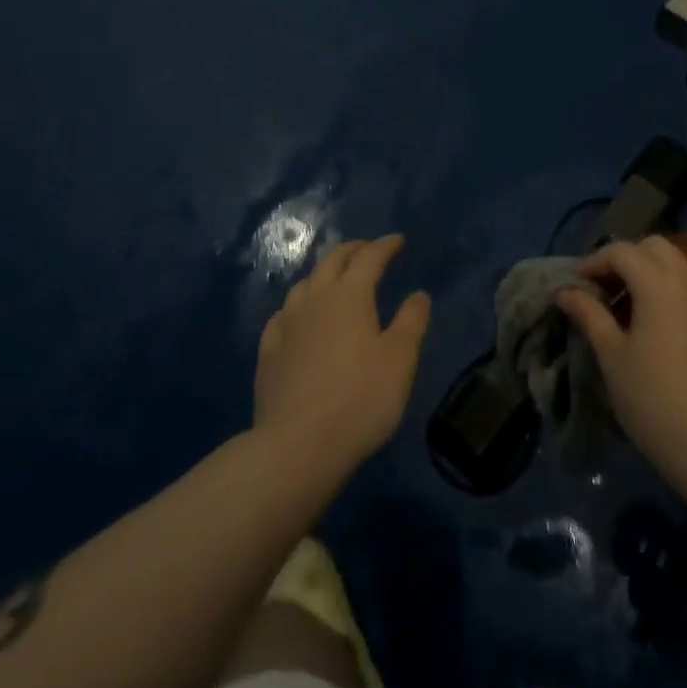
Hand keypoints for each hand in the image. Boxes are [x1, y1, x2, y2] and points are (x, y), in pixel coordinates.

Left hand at [254, 236, 431, 477]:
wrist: (296, 447)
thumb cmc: (359, 399)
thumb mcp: (400, 360)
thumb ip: (411, 321)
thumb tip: (418, 294)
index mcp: (349, 296)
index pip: (369, 258)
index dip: (385, 246)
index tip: (398, 240)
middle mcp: (314, 300)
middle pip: (332, 262)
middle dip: (352, 250)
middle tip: (367, 249)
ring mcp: (286, 326)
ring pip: (304, 285)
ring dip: (322, 275)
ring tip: (334, 280)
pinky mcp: (267, 354)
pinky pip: (282, 316)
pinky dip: (297, 306)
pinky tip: (298, 318)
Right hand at [556, 236, 686, 476]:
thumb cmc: (653, 400)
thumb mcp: (612, 356)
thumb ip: (590, 315)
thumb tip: (565, 292)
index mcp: (659, 283)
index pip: (621, 252)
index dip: (594, 262)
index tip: (576, 285)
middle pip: (654, 247)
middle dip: (625, 258)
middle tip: (604, 288)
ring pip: (677, 265)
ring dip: (650, 273)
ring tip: (628, 307)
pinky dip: (670, 290)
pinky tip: (657, 324)